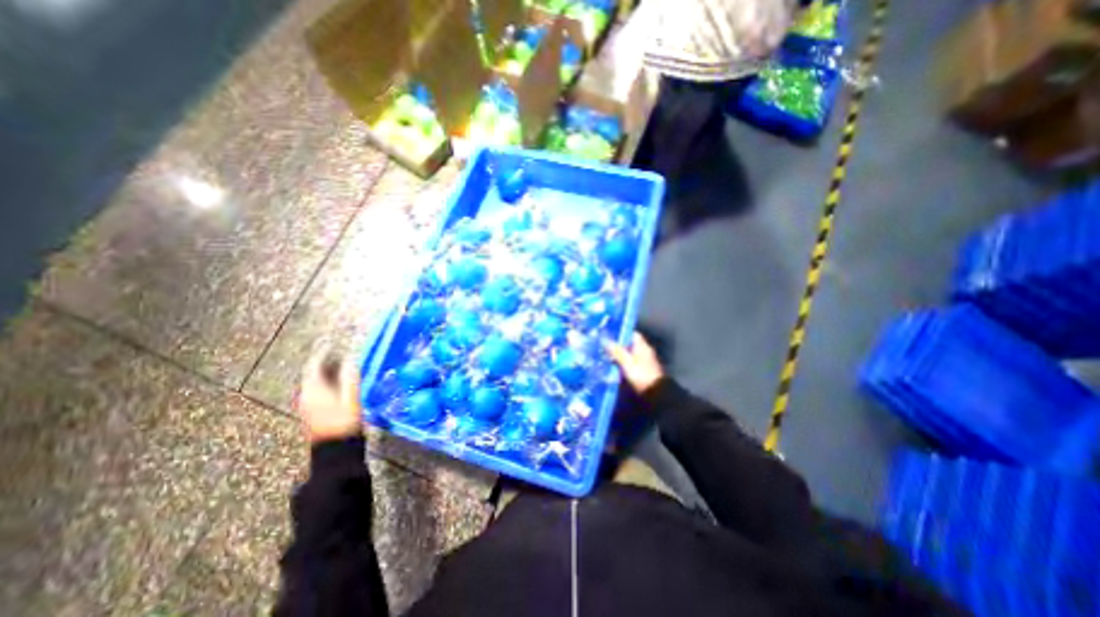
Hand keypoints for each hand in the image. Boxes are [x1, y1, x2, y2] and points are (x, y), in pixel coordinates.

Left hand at [295, 347, 363, 443]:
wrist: (335, 450)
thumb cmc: (344, 423)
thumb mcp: (351, 399)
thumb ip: (350, 378)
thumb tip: (351, 360)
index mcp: (313, 391)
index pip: (313, 366)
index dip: (321, 352)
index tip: (330, 341)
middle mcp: (306, 395)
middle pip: (313, 373)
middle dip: (325, 360)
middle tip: (339, 351)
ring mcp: (308, 404)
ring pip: (315, 381)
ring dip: (327, 370)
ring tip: (341, 363)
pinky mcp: (313, 410)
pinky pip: (317, 388)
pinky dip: (327, 380)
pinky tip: (339, 381)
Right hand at [605, 334, 664, 393]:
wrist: (655, 393)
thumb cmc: (641, 374)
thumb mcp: (627, 362)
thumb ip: (616, 351)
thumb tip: (605, 340)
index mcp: (643, 346)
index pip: (632, 334)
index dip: (621, 333)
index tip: (609, 335)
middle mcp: (645, 352)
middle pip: (629, 345)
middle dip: (617, 346)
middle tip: (603, 347)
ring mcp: (644, 362)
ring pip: (629, 355)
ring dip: (619, 356)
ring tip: (605, 356)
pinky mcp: (642, 372)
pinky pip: (630, 364)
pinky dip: (622, 364)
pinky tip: (613, 367)